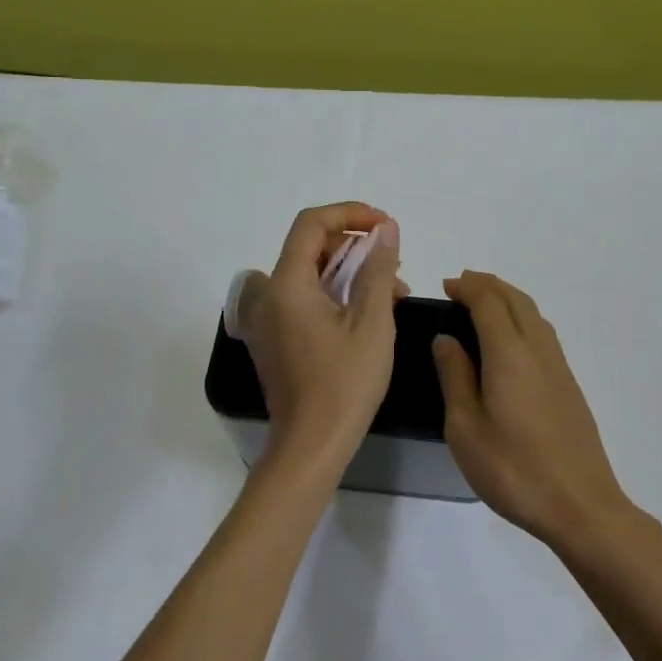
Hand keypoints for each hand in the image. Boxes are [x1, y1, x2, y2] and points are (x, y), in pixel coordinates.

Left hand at [238, 203, 404, 476]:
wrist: (311, 446)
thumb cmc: (344, 383)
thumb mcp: (372, 321)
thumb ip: (378, 268)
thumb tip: (386, 230)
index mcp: (286, 284)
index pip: (311, 224)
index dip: (350, 214)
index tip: (384, 225)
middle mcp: (268, 295)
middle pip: (309, 247)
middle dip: (355, 247)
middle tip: (394, 262)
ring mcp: (267, 319)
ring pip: (310, 274)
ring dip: (350, 272)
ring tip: (392, 291)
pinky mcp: (274, 338)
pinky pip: (303, 298)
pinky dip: (335, 294)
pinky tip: (368, 313)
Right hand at [433, 272, 633, 547]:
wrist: (581, 506)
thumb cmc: (513, 469)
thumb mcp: (465, 427)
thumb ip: (455, 377)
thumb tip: (446, 339)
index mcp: (510, 354)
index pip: (488, 302)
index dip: (467, 288)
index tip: (446, 285)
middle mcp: (538, 350)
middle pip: (515, 299)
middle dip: (488, 285)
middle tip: (461, 284)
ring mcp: (559, 367)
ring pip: (534, 314)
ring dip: (507, 298)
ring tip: (483, 303)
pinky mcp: (569, 385)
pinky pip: (543, 332)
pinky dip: (522, 318)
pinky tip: (511, 338)